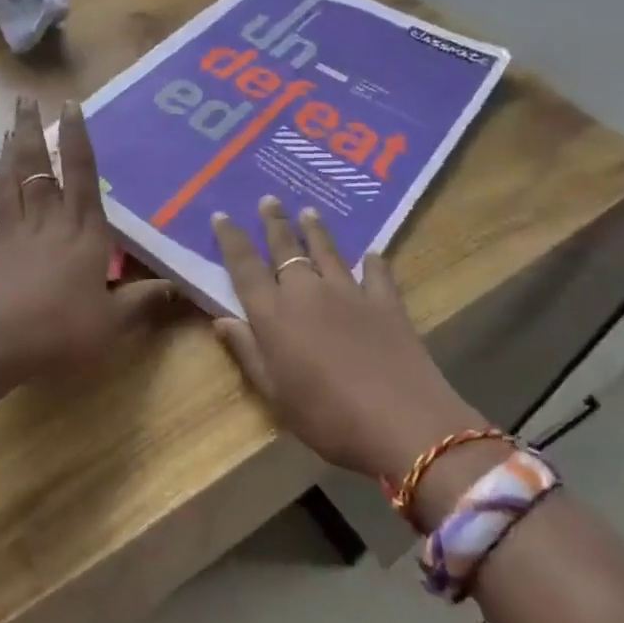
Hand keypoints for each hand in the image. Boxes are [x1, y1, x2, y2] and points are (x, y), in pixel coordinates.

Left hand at [0, 97, 173, 383]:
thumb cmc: (62, 330)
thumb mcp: (113, 322)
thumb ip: (142, 302)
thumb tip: (177, 287)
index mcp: (82, 232)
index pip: (82, 175)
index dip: (77, 138)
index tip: (70, 105)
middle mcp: (46, 223)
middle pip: (38, 169)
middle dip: (33, 131)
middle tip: (25, 100)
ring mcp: (10, 235)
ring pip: (8, 184)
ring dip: (8, 154)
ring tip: (10, 128)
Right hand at [211, 197, 482, 479]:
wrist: (402, 423)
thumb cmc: (327, 416)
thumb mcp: (274, 394)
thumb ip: (247, 352)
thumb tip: (220, 319)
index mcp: (273, 314)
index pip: (245, 267)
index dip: (232, 240)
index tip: (222, 215)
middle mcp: (307, 292)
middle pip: (286, 249)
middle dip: (275, 223)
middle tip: (268, 199)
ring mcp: (350, 293)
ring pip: (327, 252)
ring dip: (316, 230)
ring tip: (308, 210)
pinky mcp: (386, 303)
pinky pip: (377, 273)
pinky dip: (373, 262)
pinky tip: (373, 253)